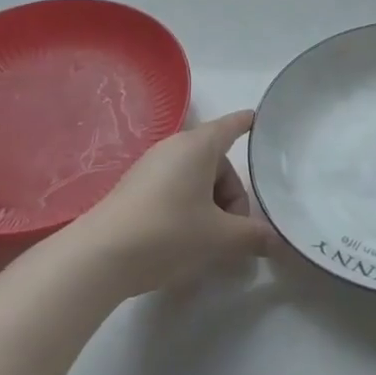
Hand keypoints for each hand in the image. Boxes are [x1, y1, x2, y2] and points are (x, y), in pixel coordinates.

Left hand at [67, 110, 281, 299]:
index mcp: (198, 146)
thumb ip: (251, 236)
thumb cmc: (169, 232)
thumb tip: (274, 241)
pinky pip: (175, 188)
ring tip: (211, 239)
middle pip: (217, 162)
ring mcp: (151, 167)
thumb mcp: (218, 237)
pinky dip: (189, 207)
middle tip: (234, 230)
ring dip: (211, 204)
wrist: (101, 256)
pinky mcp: (135, 188)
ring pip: (195, 178)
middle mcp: (174, 148)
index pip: (230, 126)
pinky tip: (186, 239)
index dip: (246, 124)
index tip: (257, 119)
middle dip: (232, 194)